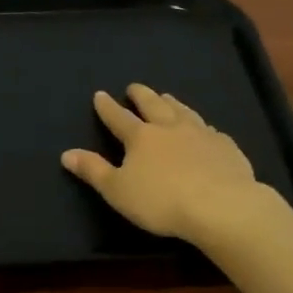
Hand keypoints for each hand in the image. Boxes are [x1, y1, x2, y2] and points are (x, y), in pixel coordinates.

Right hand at [62, 83, 281, 244]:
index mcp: (141, 138)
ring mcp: (201, 134)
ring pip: (184, 112)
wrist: (221, 206)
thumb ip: (93, 171)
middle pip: (153, 105)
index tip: (100, 95)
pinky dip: (203, 126)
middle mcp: (170, 128)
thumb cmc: (161, 201)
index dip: (108, 107)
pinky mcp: (226, 147)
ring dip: (173, 103)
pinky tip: (206, 129)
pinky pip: (211, 131)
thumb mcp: (117, 191)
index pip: (119, 118)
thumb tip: (66, 153)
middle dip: (141, 96)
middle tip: (135, 87)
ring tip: (167, 97)